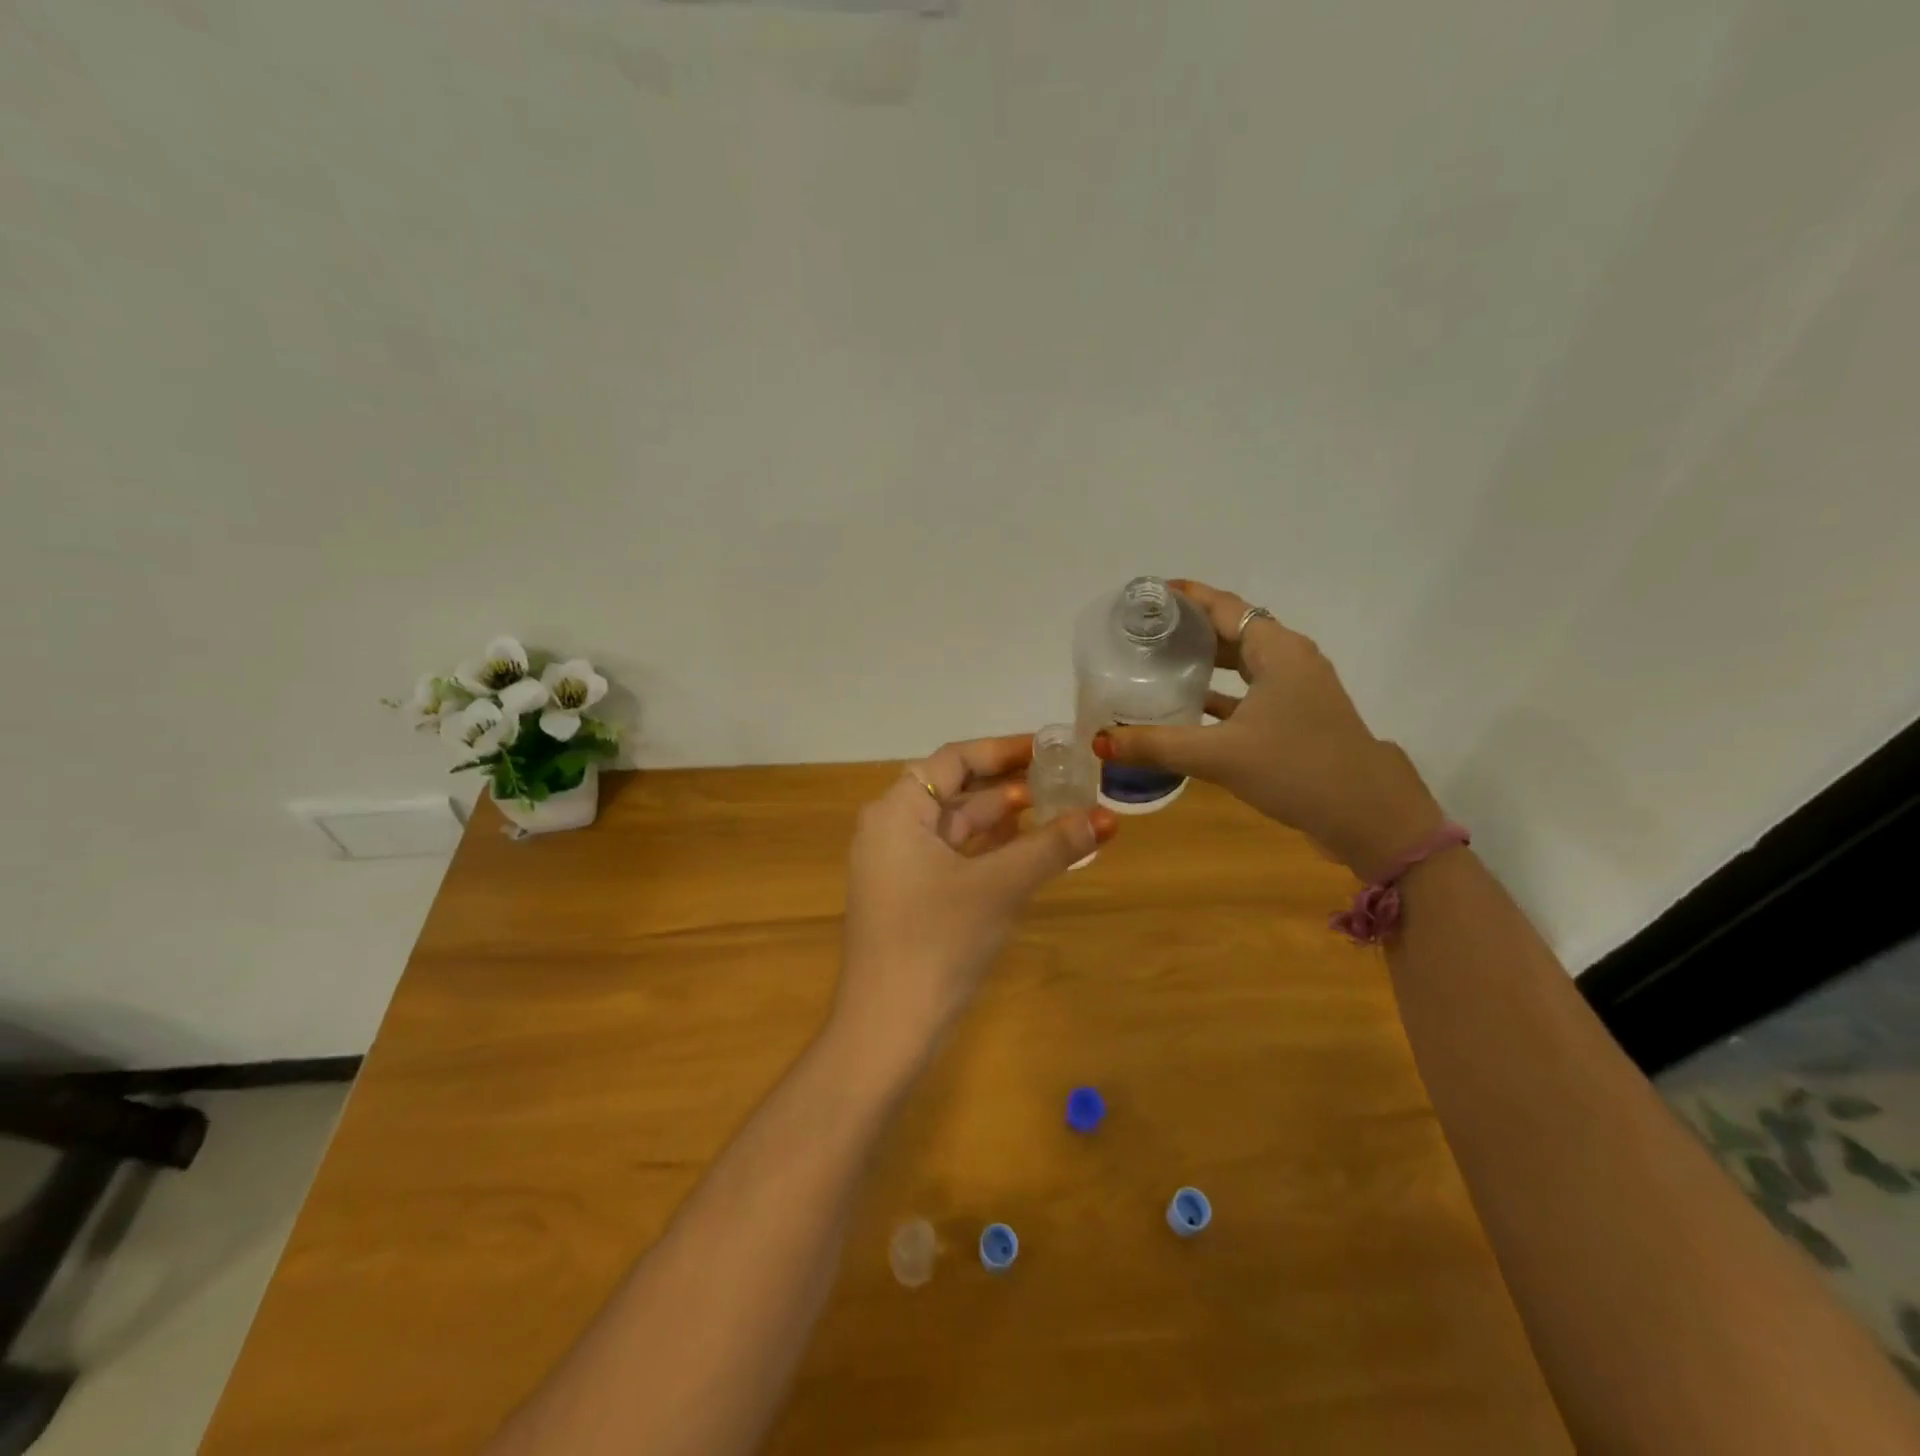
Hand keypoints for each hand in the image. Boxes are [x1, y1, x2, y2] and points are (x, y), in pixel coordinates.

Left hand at [834, 734, 1117, 1060]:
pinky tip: (1027, 850)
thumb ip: (1051, 847)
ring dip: (1003, 820)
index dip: (1003, 750)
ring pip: (957, 826)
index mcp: (897, 812)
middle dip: (1010, 785)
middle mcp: (890, 829)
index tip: (1050, 749)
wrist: (887, 1028)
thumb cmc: (937, 942)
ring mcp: (897, 866)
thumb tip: (1106, 818)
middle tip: (1064, 780)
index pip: (954, 760)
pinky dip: (989, 850)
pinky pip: (953, 856)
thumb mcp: (999, 887)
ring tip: (1057, 810)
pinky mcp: (909, 897)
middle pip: (956, 790)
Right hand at [1094, 579, 1442, 880]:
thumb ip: (1158, 745)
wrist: (1368, 816)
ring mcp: (1297, 689)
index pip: (1224, 606)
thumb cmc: (1297, 769)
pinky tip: (1187, 708)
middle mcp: (1290, 660)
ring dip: (1204, 661)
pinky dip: (1219, 693)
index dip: (1186, 597)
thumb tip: (1099, 742)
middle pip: (1232, 630)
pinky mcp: (1297, 717)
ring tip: (1156, 663)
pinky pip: (1250, 692)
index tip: (1147, 595)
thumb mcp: (1220, 755)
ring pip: (1242, 663)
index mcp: (1277, 650)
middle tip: (1142, 632)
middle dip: (1189, 628)